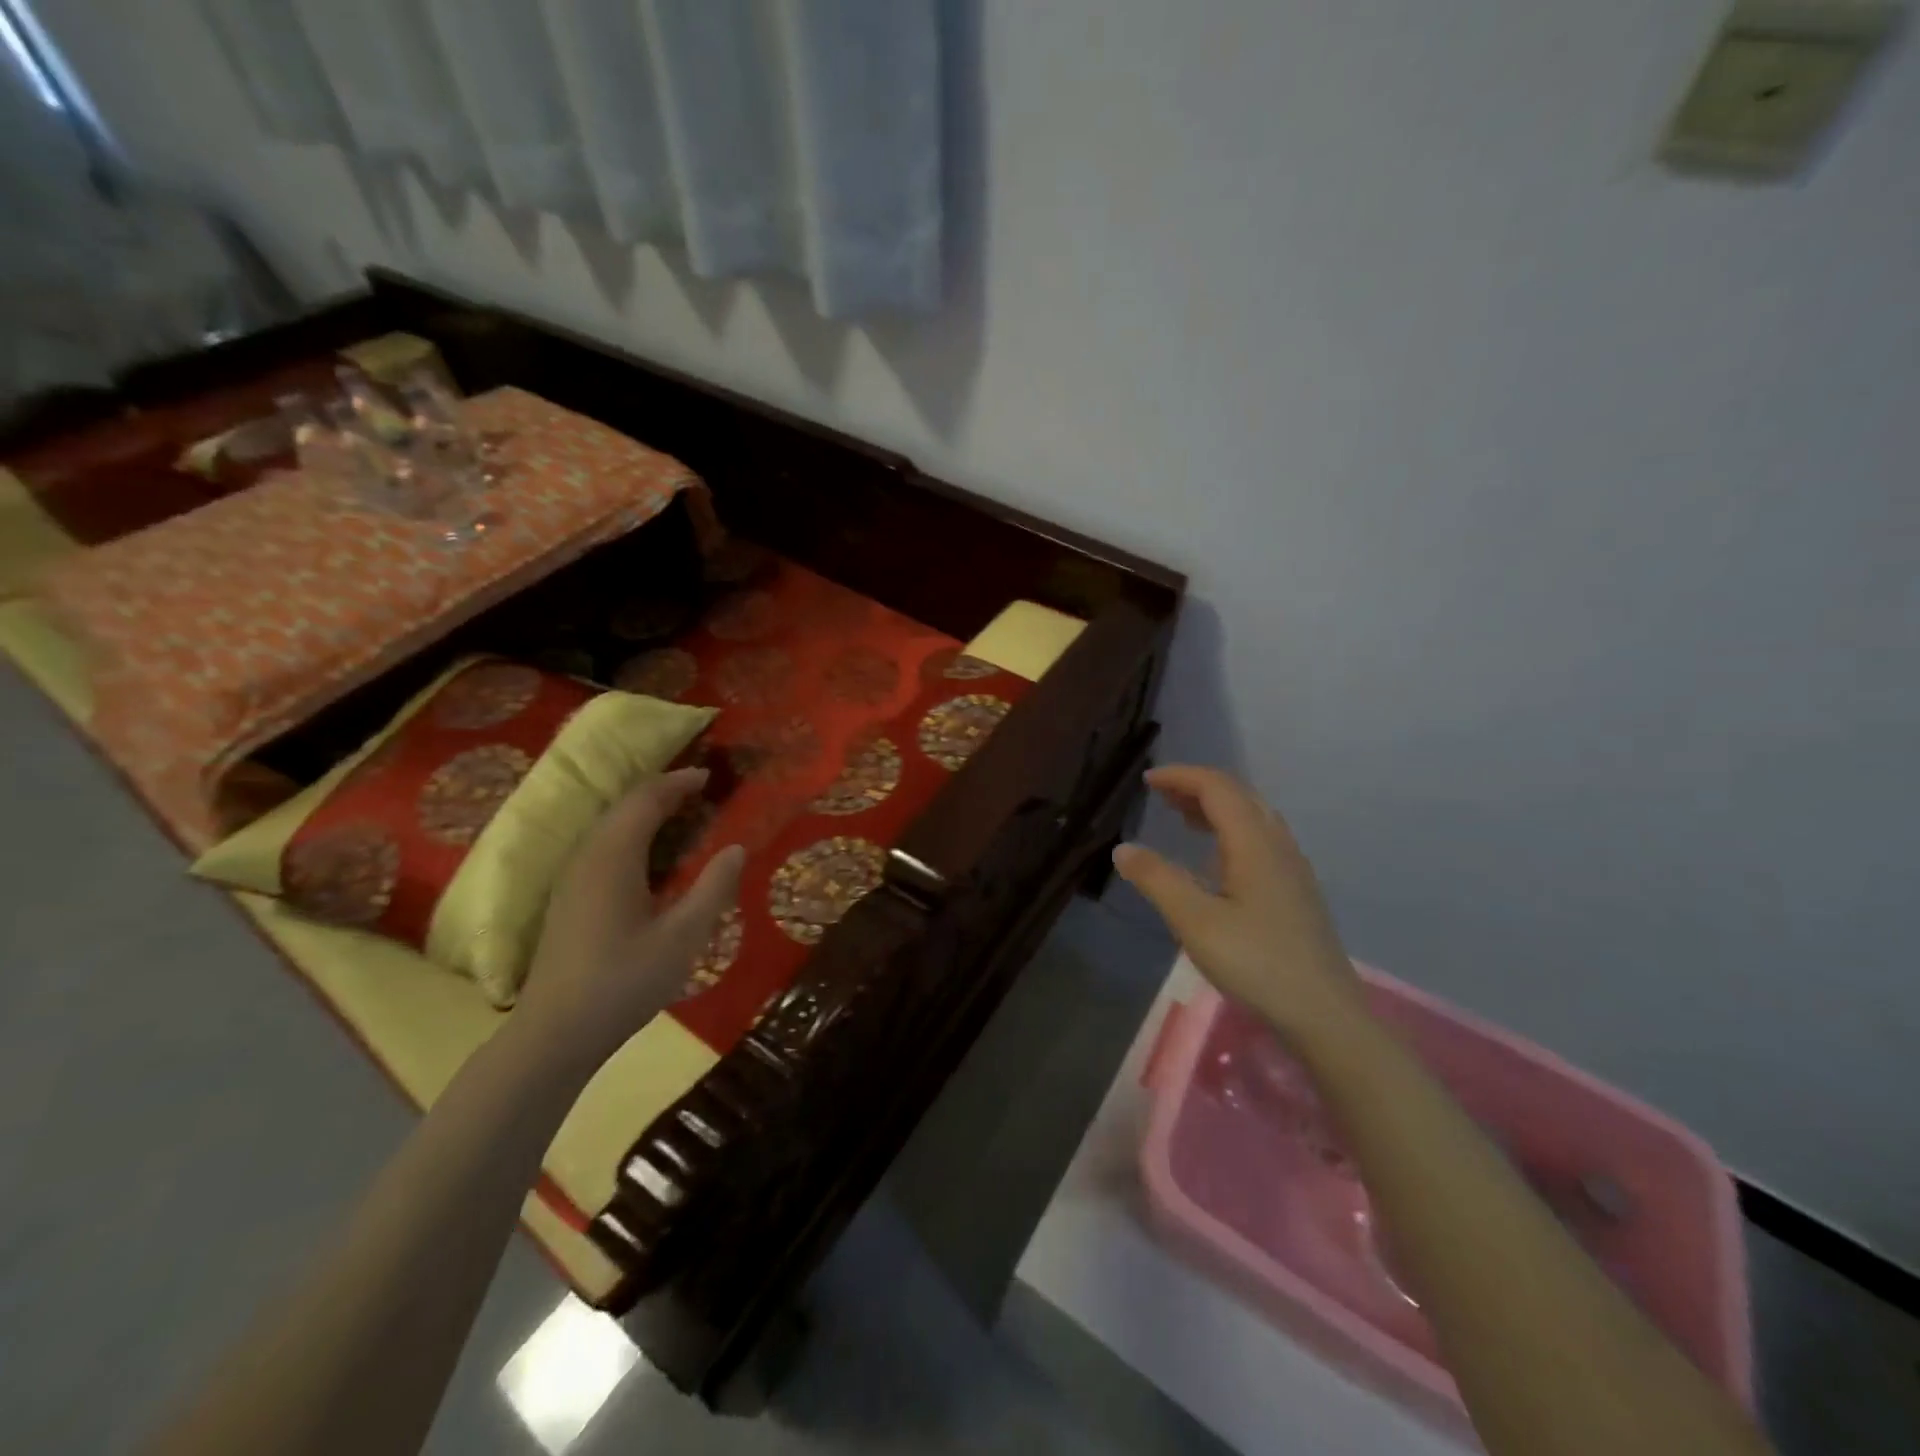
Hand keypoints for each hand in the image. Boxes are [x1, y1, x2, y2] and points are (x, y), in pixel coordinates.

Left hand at [516, 767, 743, 1071]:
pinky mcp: (568, 901)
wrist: (554, 1035)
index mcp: (613, 858)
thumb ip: (713, 888)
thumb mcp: (682, 937)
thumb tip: (737, 847)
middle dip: (661, 792)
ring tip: (680, 815)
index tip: (709, 777)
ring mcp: (572, 881)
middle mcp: (587, 858)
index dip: (677, 783)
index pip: (645, 800)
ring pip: (608, 827)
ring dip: (644, 812)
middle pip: (623, 808)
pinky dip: (631, 835)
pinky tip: (649, 858)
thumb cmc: (623, 982)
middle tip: (699, 791)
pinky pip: (602, 847)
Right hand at [1113, 765, 1363, 1041]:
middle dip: (1197, 786)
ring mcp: (1291, 867)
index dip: (1181, 776)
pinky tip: (1215, 858)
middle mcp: (1277, 844)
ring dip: (1216, 807)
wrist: (1323, 1012)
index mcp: (1254, 843)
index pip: (1217, 788)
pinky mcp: (1295, 890)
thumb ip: (1157, 879)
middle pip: (1238, 795)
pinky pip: (1260, 838)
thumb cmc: (1256, 962)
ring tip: (1182, 817)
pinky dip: (1230, 829)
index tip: (1147, 780)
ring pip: (1253, 816)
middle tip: (1161, 795)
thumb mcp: (1195, 921)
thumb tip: (1123, 848)